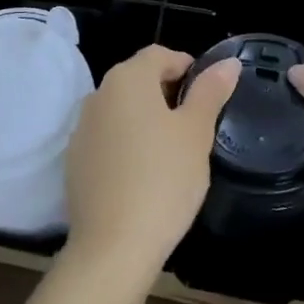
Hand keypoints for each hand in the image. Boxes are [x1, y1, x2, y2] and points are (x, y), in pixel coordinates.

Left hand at [64, 46, 240, 276]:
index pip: (160, 55)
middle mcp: (98, 95)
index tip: (208, 96)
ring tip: (173, 152)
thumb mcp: (196, 133)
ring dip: (147, 119)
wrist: (112, 248)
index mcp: (127, 79)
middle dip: (168, 94)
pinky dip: (127, 144)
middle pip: (138, 80)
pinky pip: (108, 139)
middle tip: (196, 126)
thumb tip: (228, 63)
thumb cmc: (163, 180)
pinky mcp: (74, 162)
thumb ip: (210, 92)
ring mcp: (81, 129)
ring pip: (122, 110)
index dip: (187, 68)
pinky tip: (145, 176)